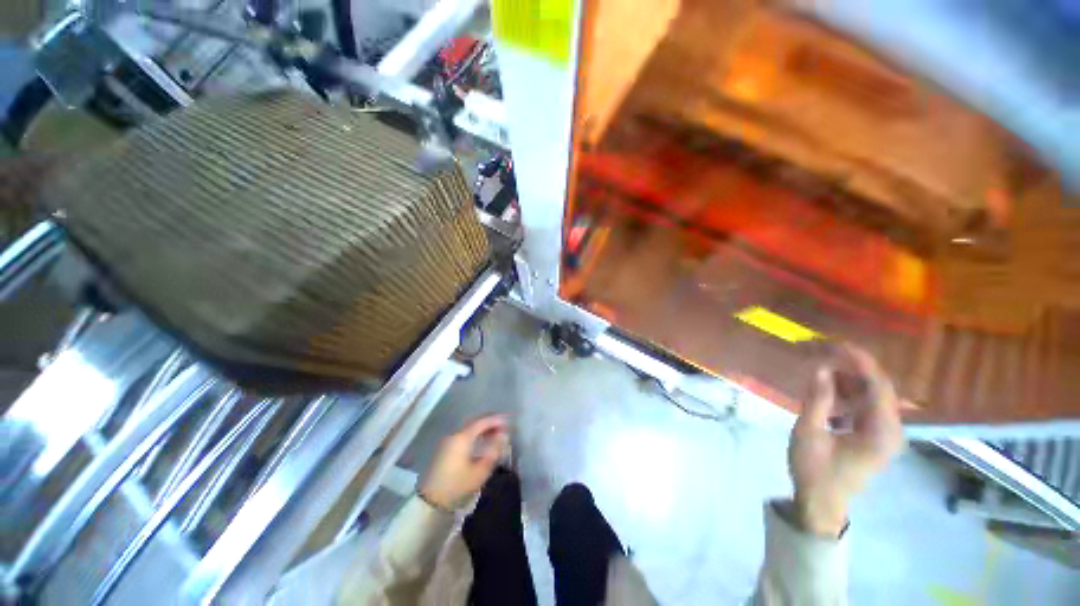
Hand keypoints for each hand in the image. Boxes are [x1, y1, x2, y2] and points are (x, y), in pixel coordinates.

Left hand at [420, 415, 508, 509]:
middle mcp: (455, 434)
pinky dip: (475, 434)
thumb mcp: (480, 471)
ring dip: (482, 428)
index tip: (508, 421)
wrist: (431, 502)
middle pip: (475, 422)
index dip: (496, 419)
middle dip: (490, 422)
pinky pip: (464, 434)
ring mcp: (448, 441)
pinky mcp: (445, 448)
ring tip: (495, 434)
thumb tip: (503, 436)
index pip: (482, 421)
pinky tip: (482, 441)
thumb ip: (494, 451)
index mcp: (463, 437)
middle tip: (503, 426)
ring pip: (469, 428)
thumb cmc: (458, 486)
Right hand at [789, 345, 904, 535]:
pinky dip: (848, 394)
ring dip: (849, 380)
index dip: (861, 363)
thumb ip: (817, 399)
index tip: (839, 344)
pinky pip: (866, 407)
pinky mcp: (875, 437)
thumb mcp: (809, 433)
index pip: (879, 388)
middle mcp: (891, 431)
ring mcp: (885, 435)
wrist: (821, 502)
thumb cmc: (814, 469)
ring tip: (823, 368)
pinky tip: (828, 390)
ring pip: (872, 397)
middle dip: (854, 368)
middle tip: (825, 353)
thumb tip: (822, 368)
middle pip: (879, 390)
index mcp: (882, 432)